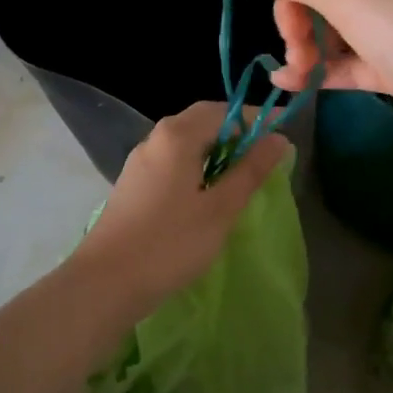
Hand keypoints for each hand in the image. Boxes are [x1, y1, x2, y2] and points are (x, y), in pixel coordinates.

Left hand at [66, 103, 290, 308]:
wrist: (106, 281)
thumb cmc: (170, 243)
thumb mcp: (220, 208)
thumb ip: (251, 171)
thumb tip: (279, 138)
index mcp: (177, 135)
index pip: (224, 110)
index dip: (256, 118)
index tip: (285, 127)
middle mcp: (156, 138)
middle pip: (202, 120)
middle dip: (236, 131)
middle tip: (266, 152)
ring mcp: (140, 160)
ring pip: (186, 141)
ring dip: (217, 149)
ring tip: (243, 173)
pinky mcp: (134, 183)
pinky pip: (172, 159)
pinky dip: (197, 164)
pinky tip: (208, 191)